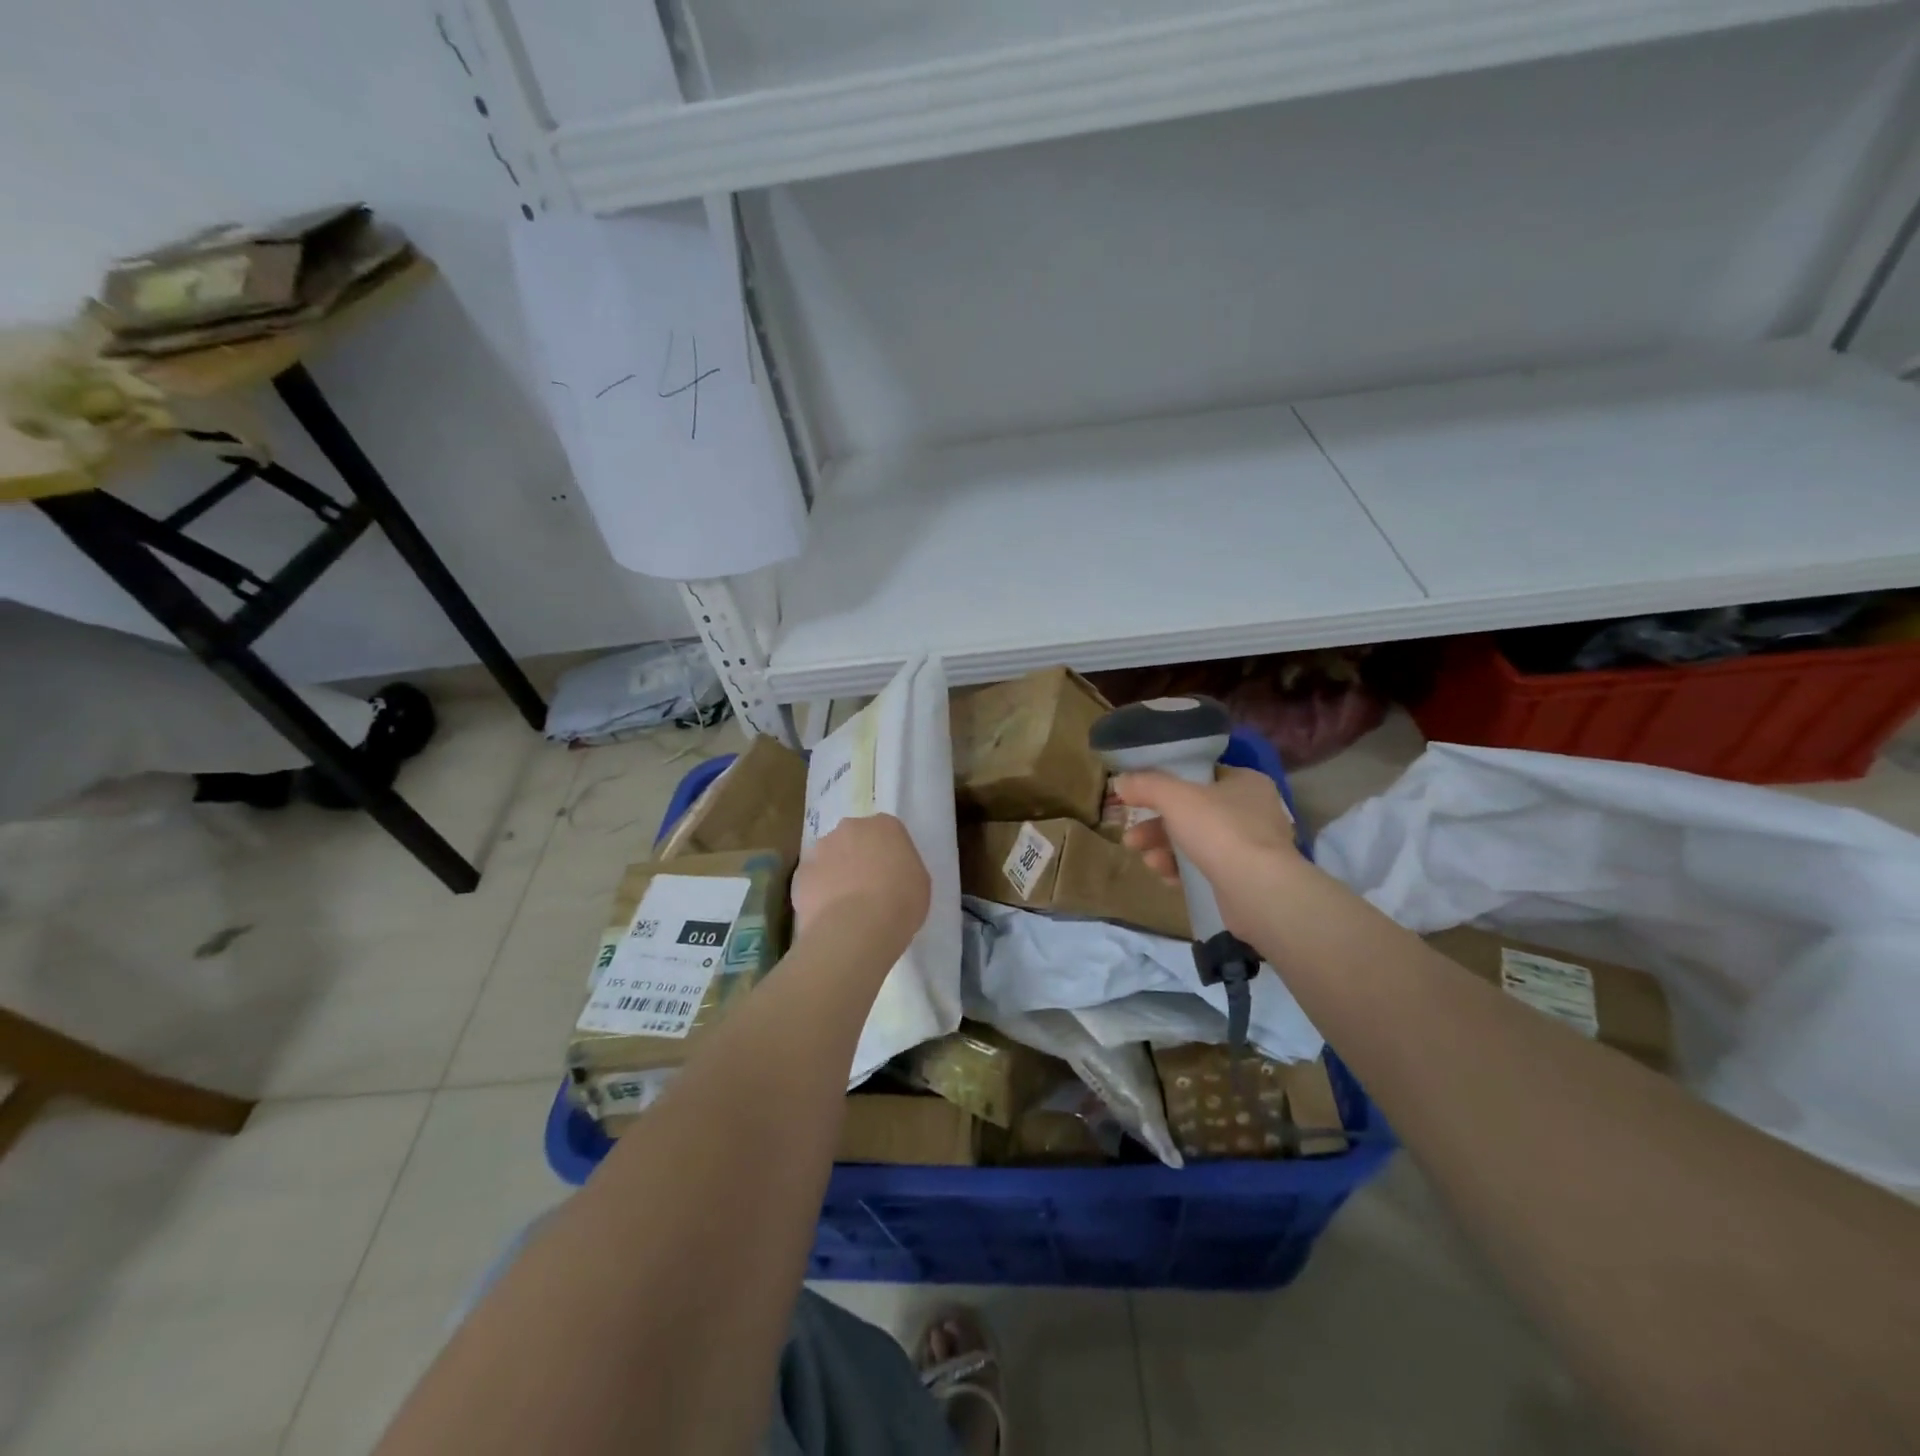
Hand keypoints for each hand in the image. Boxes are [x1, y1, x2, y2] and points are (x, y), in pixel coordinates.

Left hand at [791, 814, 929, 947]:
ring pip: (829, 858)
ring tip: (845, 907)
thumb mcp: (919, 883)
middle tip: (868, 888)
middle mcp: (850, 828)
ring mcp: (820, 849)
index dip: (888, 855)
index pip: (887, 832)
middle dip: (858, 858)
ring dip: (835, 873)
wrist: (856, 928)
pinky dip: (818, 893)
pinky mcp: (800, 874)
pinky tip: (828, 916)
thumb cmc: (900, 902)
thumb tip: (889, 874)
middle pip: (854, 839)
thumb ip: (903, 868)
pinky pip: (812, 881)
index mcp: (885, 825)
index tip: (892, 876)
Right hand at [1114, 767, 1301, 934]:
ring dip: (1165, 848)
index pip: (1201, 775)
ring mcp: (1251, 847)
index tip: (1139, 796)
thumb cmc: (1220, 831)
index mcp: (1245, 782)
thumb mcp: (1175, 798)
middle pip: (1193, 811)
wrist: (1258, 892)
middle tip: (1132, 837)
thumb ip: (1146, 785)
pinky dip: (1183, 870)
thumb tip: (1120, 781)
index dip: (1167, 783)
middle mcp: (1252, 811)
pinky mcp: (1245, 878)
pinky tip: (1167, 877)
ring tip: (1147, 860)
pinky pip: (1206, 868)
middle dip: (1156, 825)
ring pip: (1196, 841)